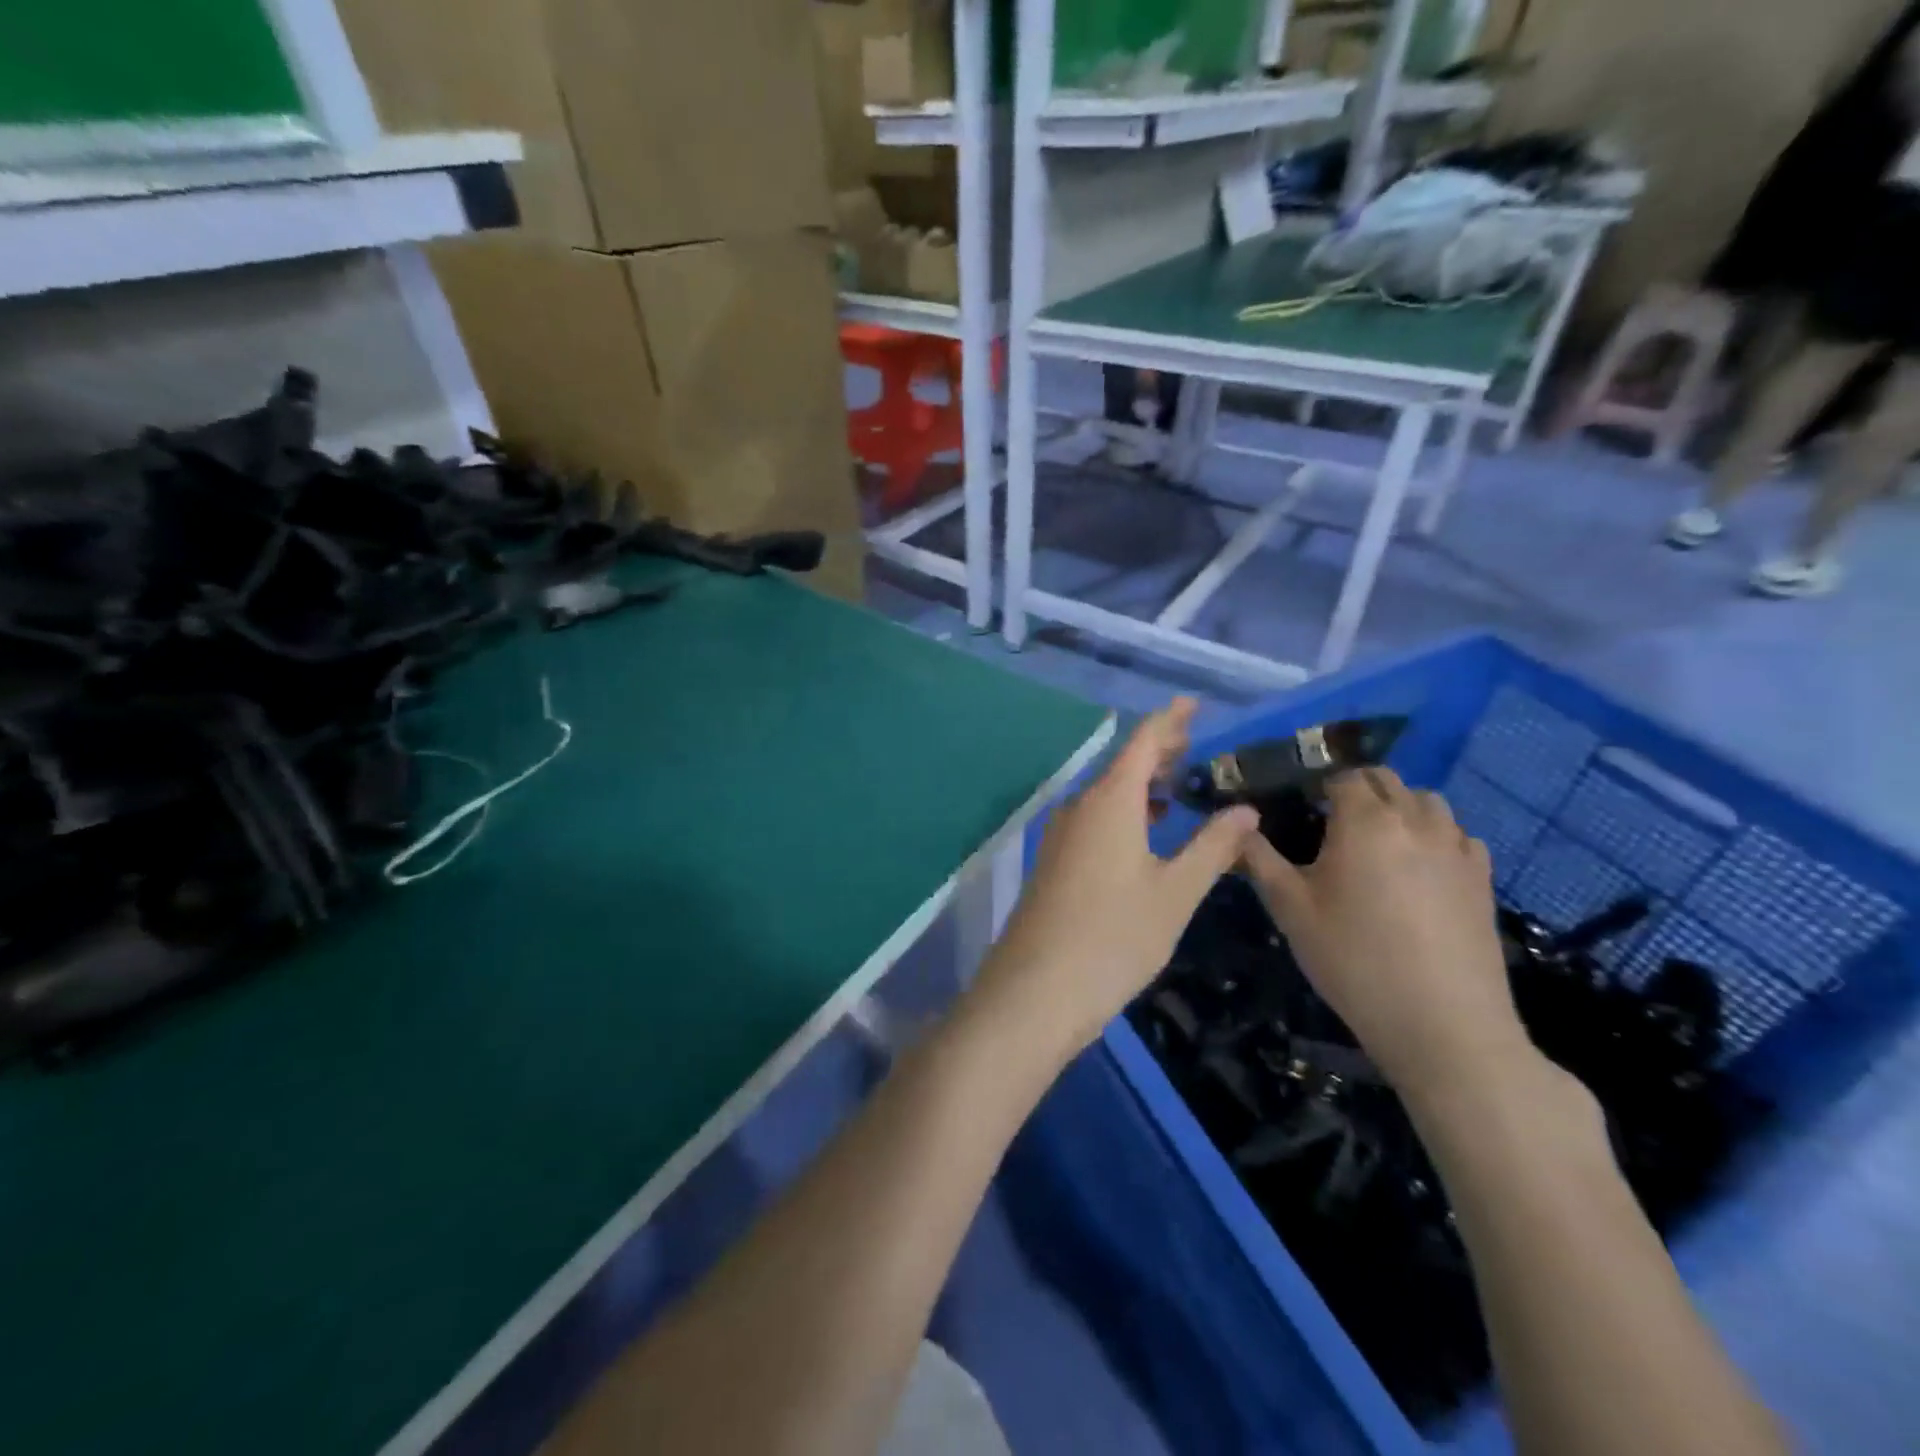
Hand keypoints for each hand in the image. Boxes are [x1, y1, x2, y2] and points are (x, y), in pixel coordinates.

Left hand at [970, 699, 1259, 1062]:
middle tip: (1195, 748)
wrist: (1036, 989)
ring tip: (1178, 789)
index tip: (1192, 704)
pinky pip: (1094, 819)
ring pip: (1106, 794)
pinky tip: (1144, 834)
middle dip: (1158, 752)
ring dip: (1141, 785)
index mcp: (1110, 801)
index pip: (1142, 742)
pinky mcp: (1054, 861)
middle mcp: (1080, 807)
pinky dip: (1124, 811)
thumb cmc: (1114, 937)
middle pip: (1122, 765)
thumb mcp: (1175, 893)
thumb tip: (1245, 809)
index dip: (1169, 720)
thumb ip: (1212, 847)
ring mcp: (1061, 835)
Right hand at [1240, 767, 1532, 1102]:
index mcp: (1365, 821)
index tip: (1297, 808)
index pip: (1341, 775)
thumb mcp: (1290, 910)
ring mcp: (1456, 847)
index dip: (1316, 785)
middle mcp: (1415, 820)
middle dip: (1355, 789)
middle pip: (1385, 780)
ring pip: (1426, 801)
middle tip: (1329, 824)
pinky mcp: (1482, 877)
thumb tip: (1237, 826)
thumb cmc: (1354, 960)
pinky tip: (1418, 869)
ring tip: (1376, 843)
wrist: (1443, 1024)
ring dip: (1397, 807)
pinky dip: (1434, 835)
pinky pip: (1456, 834)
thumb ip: (1259, 859)